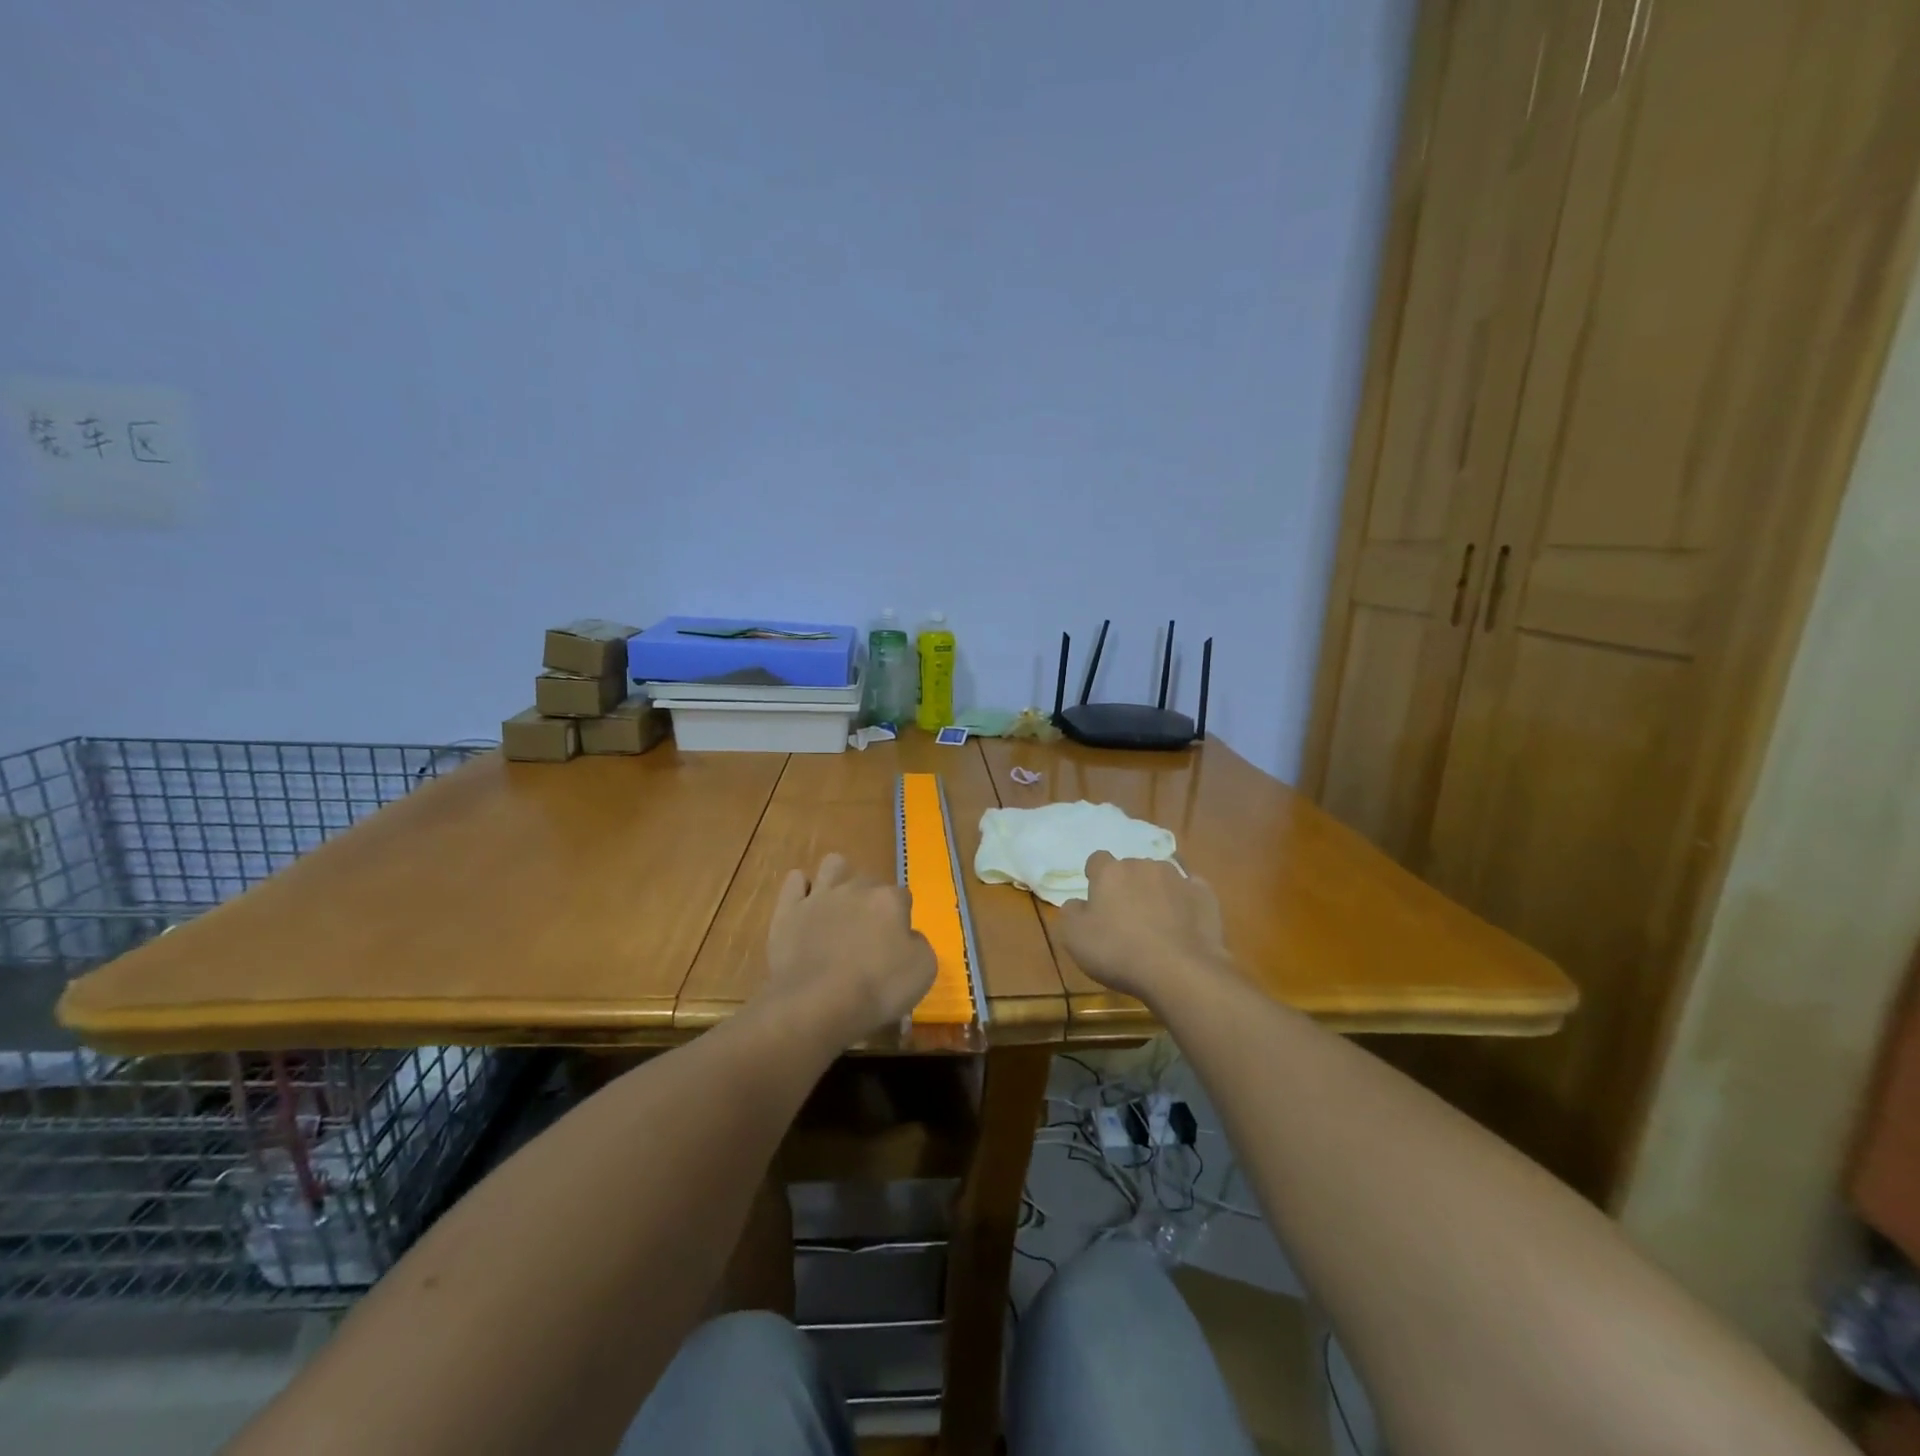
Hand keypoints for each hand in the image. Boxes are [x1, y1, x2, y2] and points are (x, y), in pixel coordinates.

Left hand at [761, 853, 936, 1049]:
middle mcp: (856, 888)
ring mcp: (820, 896)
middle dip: (870, 900)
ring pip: (833, 864)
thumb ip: (919, 945)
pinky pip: (795, 880)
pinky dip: (802, 888)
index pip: (903, 897)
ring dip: (838, 878)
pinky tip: (805, 905)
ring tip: (837, 906)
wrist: (816, 1003)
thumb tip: (908, 938)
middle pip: (869, 882)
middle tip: (867, 933)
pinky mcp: (789, 909)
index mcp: (890, 901)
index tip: (895, 944)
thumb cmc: (877, 989)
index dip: (900, 919)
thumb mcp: (923, 972)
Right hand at [1058, 852, 1232, 1005]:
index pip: (1097, 860)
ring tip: (1157, 923)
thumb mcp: (1074, 937)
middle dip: (1127, 886)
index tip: (1096, 900)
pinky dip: (1185, 903)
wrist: (1179, 971)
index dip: (1095, 878)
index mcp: (1110, 872)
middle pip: (1131, 868)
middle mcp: (1144, 865)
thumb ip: (1071, 912)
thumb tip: (1078, 903)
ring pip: (1161, 877)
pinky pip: (1190, 892)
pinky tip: (1184, 924)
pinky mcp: (1205, 895)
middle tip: (1126, 917)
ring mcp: (1178, 878)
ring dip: (1156, 892)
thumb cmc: (1118, 952)